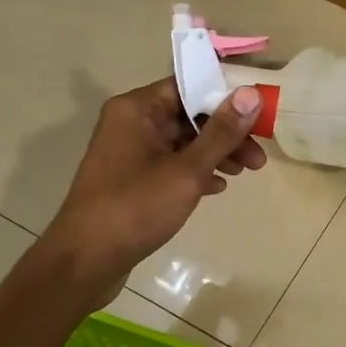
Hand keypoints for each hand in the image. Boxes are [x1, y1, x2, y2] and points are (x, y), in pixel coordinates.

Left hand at [33, 78, 264, 309]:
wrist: (87, 260)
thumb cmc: (136, 208)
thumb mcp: (187, 170)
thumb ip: (221, 133)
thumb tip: (250, 94)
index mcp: (137, 109)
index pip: (188, 86)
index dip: (225, 97)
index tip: (258, 114)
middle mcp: (130, 123)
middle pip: (188, 115)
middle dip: (226, 133)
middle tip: (258, 155)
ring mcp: (130, 152)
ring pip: (182, 142)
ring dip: (215, 153)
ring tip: (246, 172)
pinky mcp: (132, 179)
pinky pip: (171, 164)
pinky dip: (196, 172)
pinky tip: (218, 187)